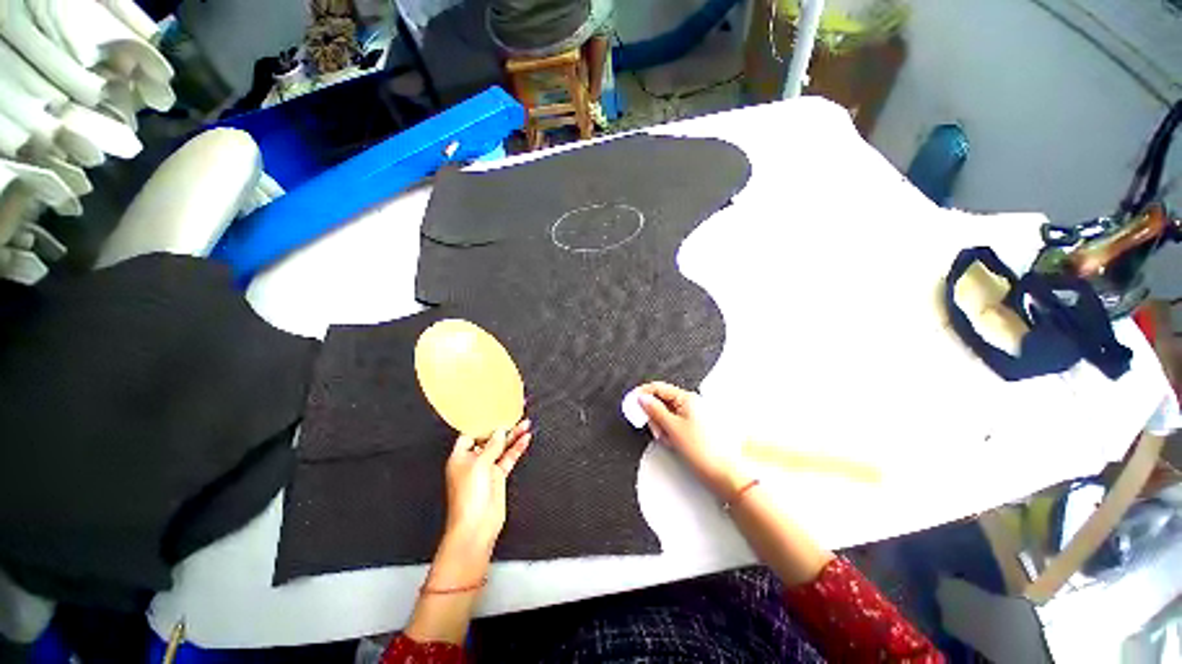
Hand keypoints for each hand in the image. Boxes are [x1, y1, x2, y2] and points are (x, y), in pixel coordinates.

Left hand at [442, 419, 531, 555]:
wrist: (476, 526)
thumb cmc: (468, 498)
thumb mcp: (479, 464)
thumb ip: (491, 446)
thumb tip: (500, 432)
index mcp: (460, 456)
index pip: (470, 433)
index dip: (481, 423)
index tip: (493, 411)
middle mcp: (473, 460)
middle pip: (488, 438)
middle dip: (501, 427)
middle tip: (513, 413)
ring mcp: (487, 468)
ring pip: (501, 447)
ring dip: (513, 436)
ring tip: (525, 423)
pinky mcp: (498, 476)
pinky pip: (509, 457)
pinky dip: (517, 448)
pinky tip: (526, 439)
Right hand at [637, 382, 747, 496]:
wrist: (726, 474)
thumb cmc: (705, 452)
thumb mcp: (672, 428)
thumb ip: (654, 410)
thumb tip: (642, 399)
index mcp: (687, 398)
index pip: (658, 387)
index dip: (643, 394)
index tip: (631, 403)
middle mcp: (693, 403)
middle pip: (662, 401)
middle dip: (654, 415)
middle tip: (656, 431)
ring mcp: (695, 415)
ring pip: (668, 414)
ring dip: (662, 425)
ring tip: (668, 440)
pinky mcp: (697, 427)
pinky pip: (676, 423)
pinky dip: (671, 431)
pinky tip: (674, 443)